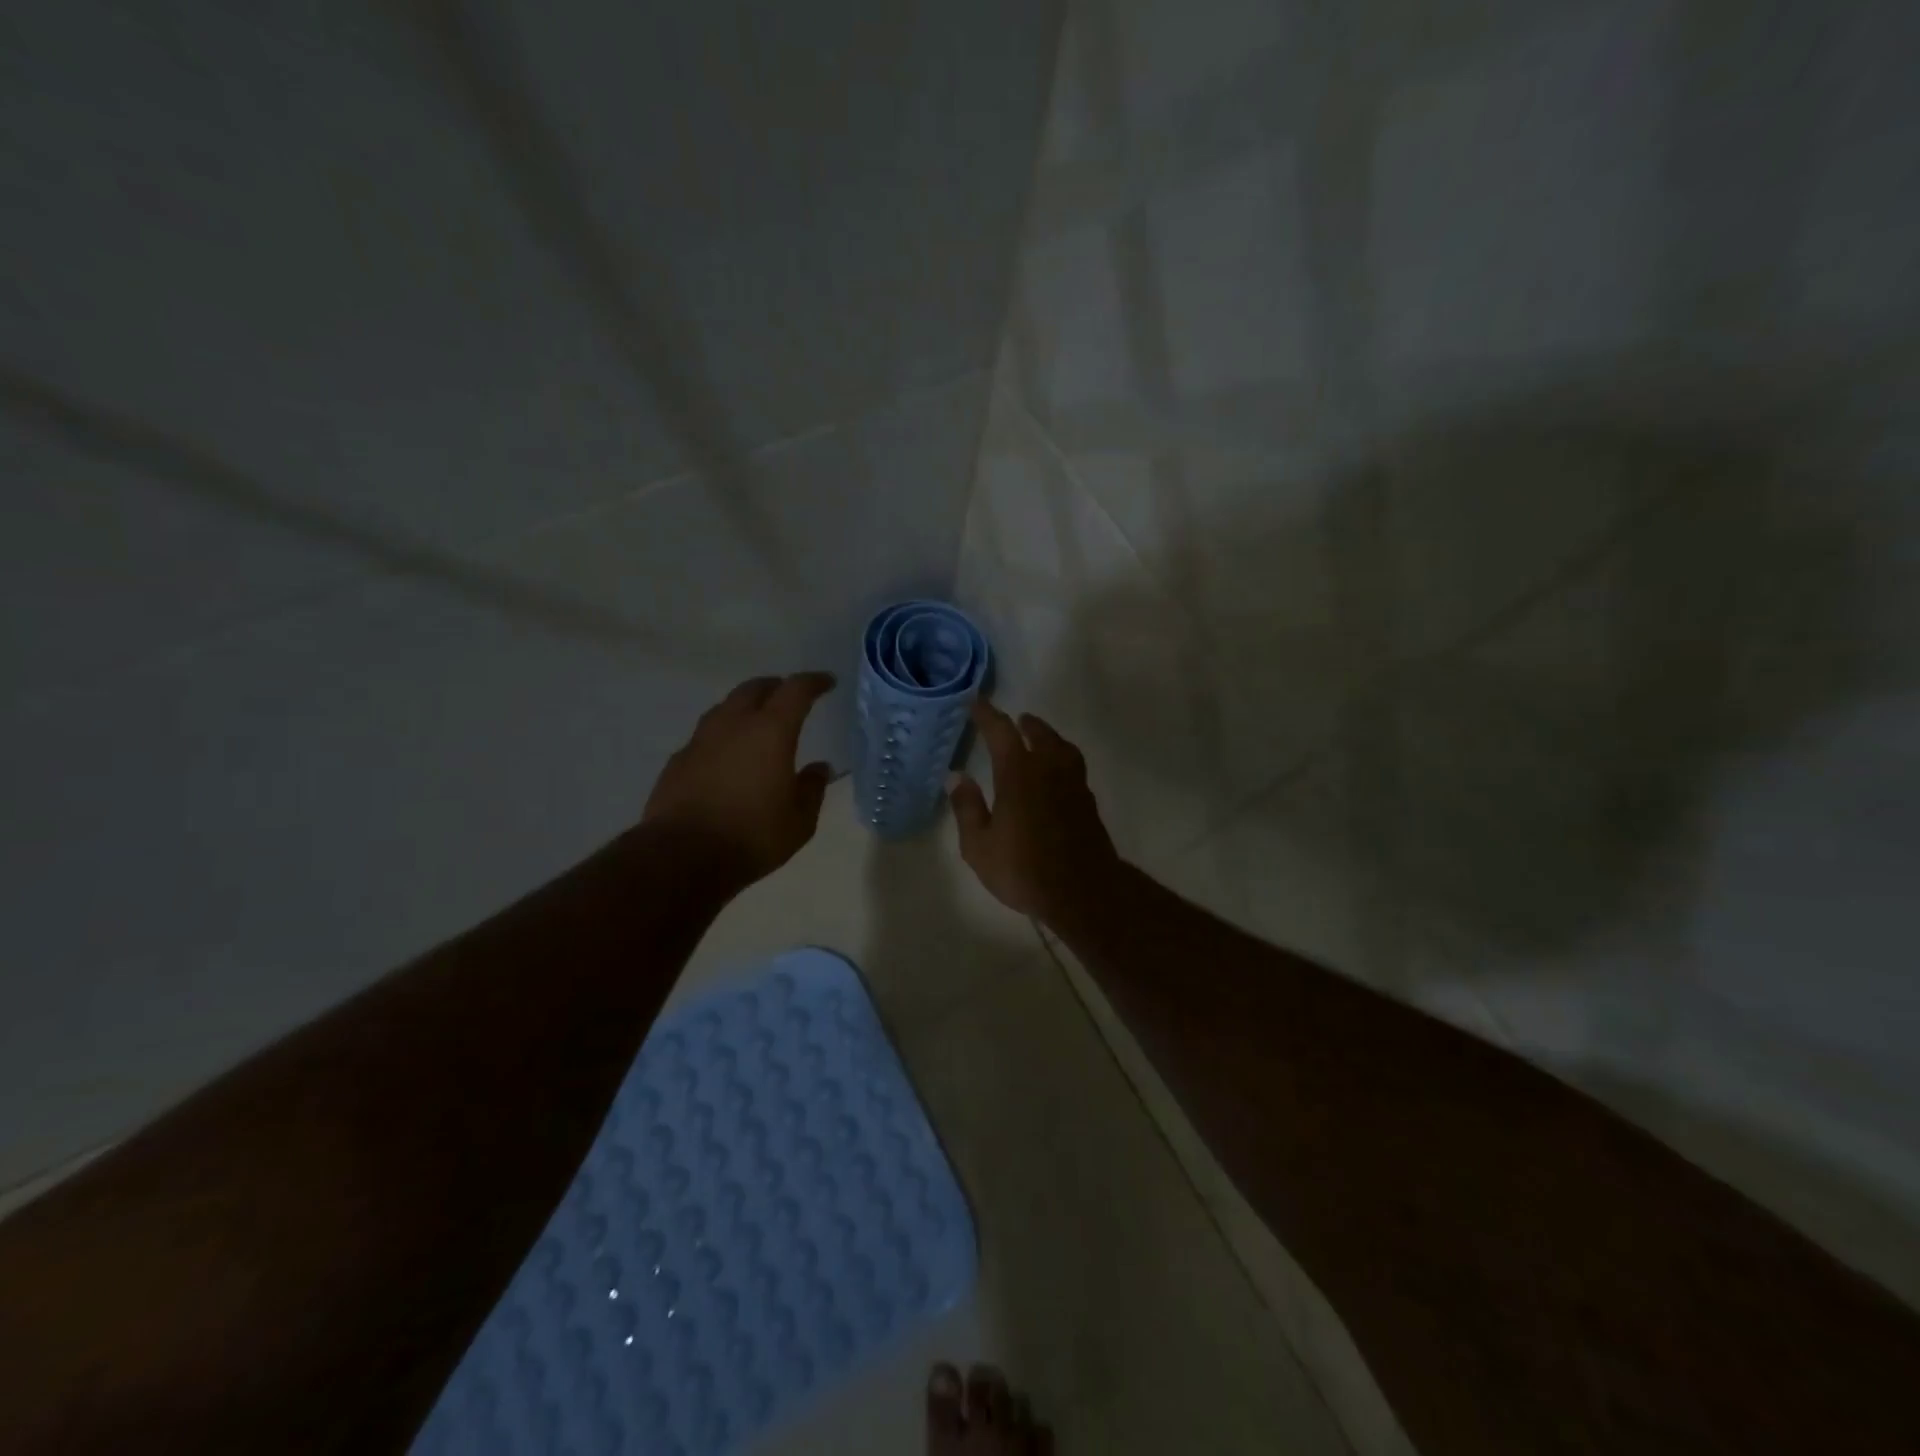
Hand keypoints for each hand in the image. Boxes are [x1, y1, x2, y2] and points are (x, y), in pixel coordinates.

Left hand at [643, 672, 836, 889]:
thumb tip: (819, 768)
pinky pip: (705, 736)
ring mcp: (700, 740)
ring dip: (744, 707)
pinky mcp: (678, 761)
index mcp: (771, 731)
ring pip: (725, 707)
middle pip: (754, 689)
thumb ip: (812, 789)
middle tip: (789, 695)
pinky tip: (726, 755)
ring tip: (756, 721)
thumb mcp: (799, 821)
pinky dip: (722, 736)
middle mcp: (733, 725)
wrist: (682, 857)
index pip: (795, 690)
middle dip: (775, 687)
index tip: (827, 683)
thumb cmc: (752, 836)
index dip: (813, 682)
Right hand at [948, 700, 1121, 924]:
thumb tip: (957, 777)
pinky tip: (1056, 773)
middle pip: (1039, 735)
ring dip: (1049, 737)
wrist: (1082, 891)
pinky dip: (1061, 759)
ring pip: (1062, 749)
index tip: (977, 703)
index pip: (1001, 732)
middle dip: (1025, 724)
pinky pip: (1073, 767)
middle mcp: (1048, 770)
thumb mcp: (979, 846)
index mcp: (1018, 774)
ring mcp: (1073, 785)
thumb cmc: (1023, 869)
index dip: (988, 715)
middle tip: (1016, 720)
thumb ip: (967, 808)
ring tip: (1040, 738)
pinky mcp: (1087, 803)